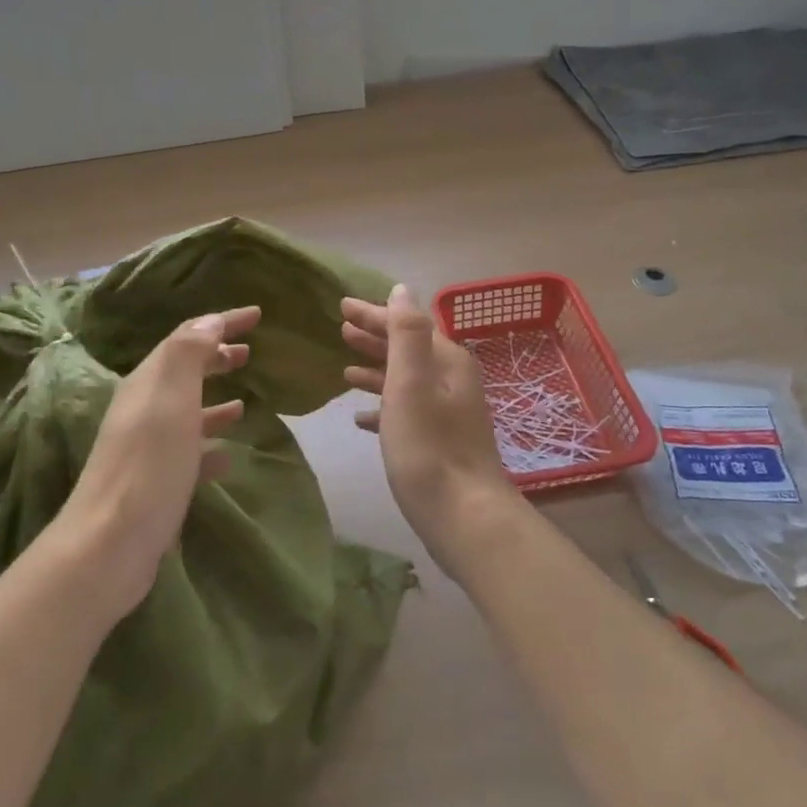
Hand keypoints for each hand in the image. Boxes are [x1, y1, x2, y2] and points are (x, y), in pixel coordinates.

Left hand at [46, 306, 260, 624]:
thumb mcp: (171, 399)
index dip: (221, 321)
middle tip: (248, 352)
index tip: (257, 314)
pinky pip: (189, 450)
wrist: (110, 545)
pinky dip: (210, 442)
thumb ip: (189, 355)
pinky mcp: (155, 480)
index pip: (187, 337)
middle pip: (184, 371)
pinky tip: (228, 453)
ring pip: (187, 410)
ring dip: (214, 399)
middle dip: (215, 356)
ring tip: (244, 401)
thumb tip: (208, 321)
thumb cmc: (148, 465)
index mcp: (148, 383)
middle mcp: (143, 409)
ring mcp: (147, 446)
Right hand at [343, 284, 519, 574]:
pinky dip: (384, 407)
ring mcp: (449, 413)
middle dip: (375, 338)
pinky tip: (360, 417)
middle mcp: (452, 381)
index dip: (375, 314)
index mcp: (448, 361)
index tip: (342, 306)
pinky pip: (407, 412)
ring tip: (345, 368)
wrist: (464, 516)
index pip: (408, 325)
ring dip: (377, 370)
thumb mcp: (412, 382)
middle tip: (341, 329)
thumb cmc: (430, 445)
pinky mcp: (440, 443)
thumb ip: (407, 334)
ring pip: (407, 381)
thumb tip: (402, 290)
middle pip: (408, 350)